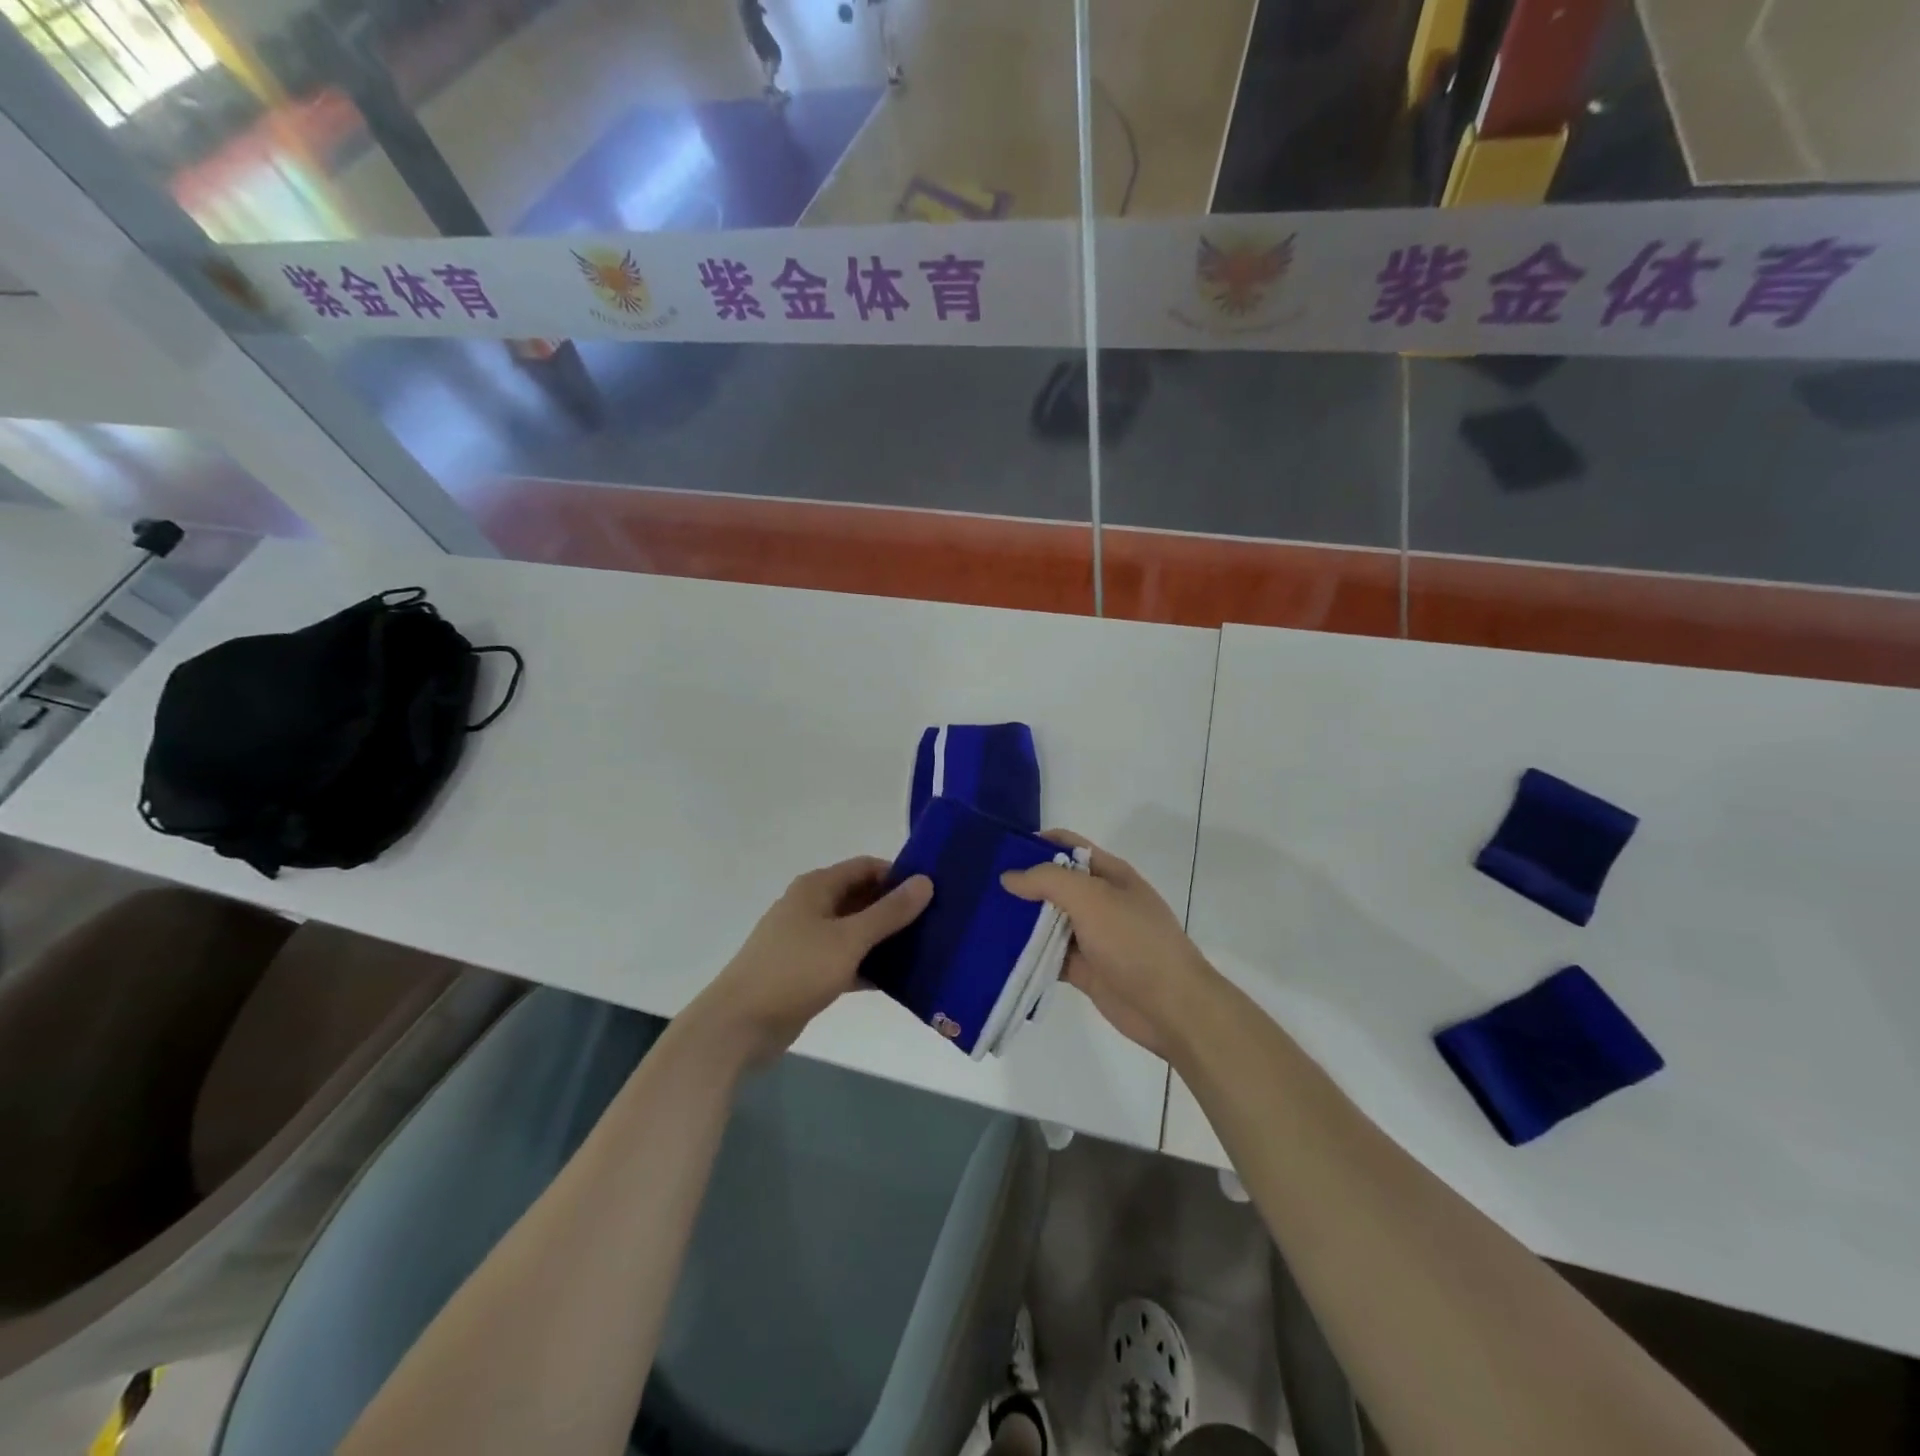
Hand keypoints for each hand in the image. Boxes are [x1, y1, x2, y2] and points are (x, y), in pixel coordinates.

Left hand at [691, 856, 931, 1063]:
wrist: (739, 1025)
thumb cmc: (794, 971)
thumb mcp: (848, 939)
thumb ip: (888, 912)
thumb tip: (925, 881)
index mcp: (817, 888)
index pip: (866, 867)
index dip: (899, 875)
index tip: (934, 892)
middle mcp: (811, 907)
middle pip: (862, 897)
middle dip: (895, 908)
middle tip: (937, 922)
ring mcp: (807, 941)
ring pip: (855, 931)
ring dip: (885, 939)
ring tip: (926, 949)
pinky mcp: (807, 972)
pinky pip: (846, 960)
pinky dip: (869, 966)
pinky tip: (899, 980)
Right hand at [1001, 831, 1214, 1059]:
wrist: (1170, 1006)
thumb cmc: (1134, 941)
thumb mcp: (1092, 898)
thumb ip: (1049, 880)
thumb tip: (1010, 877)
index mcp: (1109, 873)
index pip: (1068, 845)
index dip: (1035, 844)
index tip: (998, 851)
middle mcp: (1099, 900)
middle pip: (1054, 884)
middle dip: (1022, 884)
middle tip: (980, 887)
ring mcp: (1092, 936)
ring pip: (1048, 921)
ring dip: (1020, 920)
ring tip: (980, 918)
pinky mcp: (1084, 968)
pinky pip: (1048, 955)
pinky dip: (1027, 954)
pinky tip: (997, 953)